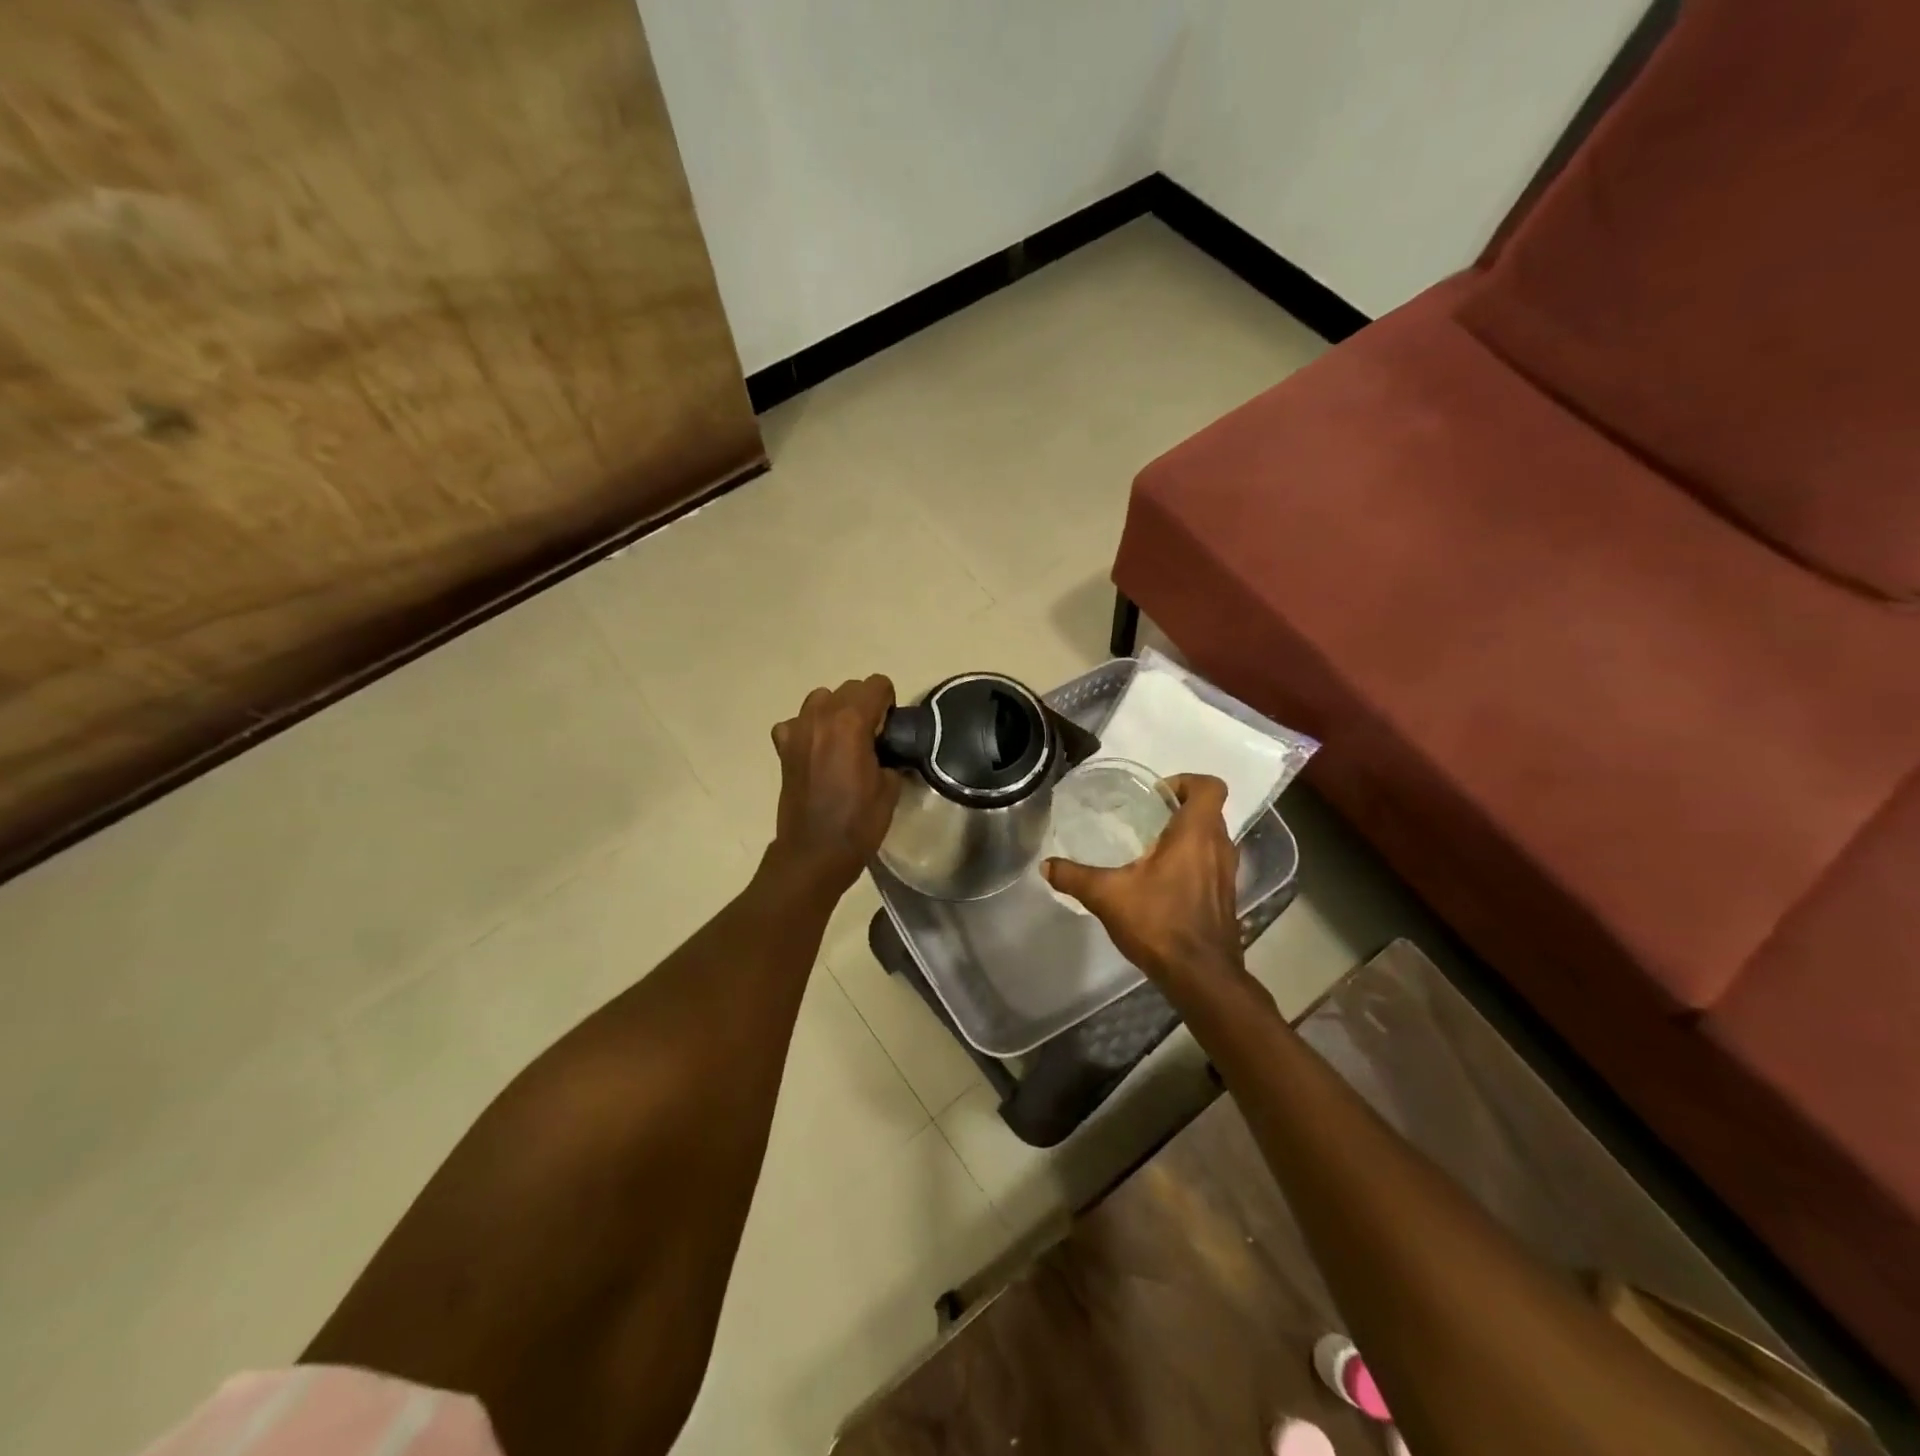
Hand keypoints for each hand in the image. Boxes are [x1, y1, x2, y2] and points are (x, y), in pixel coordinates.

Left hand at [768, 675, 901, 892]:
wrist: (815, 852)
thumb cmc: (858, 822)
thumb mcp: (890, 787)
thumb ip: (888, 754)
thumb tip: (884, 748)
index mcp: (851, 722)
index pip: (876, 685)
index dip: (889, 704)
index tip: (890, 729)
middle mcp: (821, 716)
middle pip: (848, 689)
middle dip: (864, 705)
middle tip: (871, 737)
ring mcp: (797, 730)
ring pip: (820, 699)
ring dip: (835, 712)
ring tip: (843, 741)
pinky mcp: (783, 748)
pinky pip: (795, 723)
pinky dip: (807, 730)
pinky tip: (816, 752)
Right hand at [1044, 774, 1244, 991]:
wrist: (1201, 976)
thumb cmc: (1160, 923)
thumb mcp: (1108, 896)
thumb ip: (1074, 877)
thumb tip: (1045, 866)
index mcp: (1196, 834)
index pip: (1209, 786)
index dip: (1184, 781)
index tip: (1155, 795)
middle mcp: (1219, 847)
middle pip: (1208, 810)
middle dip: (1178, 808)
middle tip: (1144, 818)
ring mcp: (1227, 873)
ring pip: (1211, 837)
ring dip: (1186, 835)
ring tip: (1149, 848)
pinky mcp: (1226, 896)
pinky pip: (1211, 863)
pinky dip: (1191, 861)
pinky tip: (1161, 881)